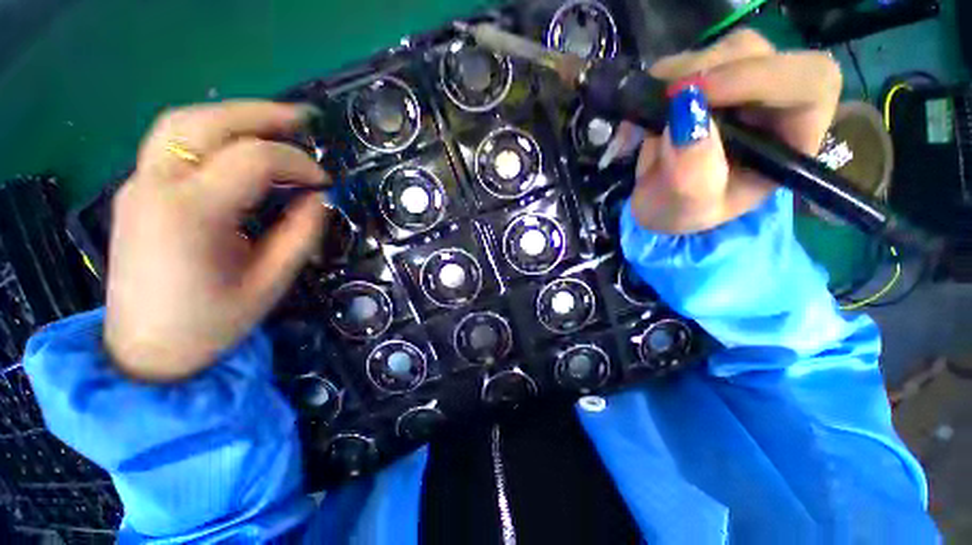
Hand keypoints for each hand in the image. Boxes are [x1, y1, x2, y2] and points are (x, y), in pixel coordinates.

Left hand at [105, 101, 328, 381]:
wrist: (146, 352)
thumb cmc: (212, 324)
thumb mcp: (271, 281)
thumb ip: (301, 233)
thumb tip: (319, 198)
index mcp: (191, 215)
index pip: (253, 160)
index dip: (298, 163)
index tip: (325, 182)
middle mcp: (155, 186)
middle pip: (208, 122)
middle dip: (263, 115)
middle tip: (304, 121)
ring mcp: (138, 184)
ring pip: (182, 121)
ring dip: (233, 114)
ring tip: (274, 123)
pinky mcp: (137, 191)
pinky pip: (171, 141)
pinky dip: (210, 131)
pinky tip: (237, 145)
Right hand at [622, 29, 841, 233]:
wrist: (660, 204)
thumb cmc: (686, 211)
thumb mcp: (690, 205)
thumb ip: (693, 170)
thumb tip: (684, 115)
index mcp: (793, 135)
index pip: (807, 81)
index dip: (759, 77)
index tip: (699, 95)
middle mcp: (774, 99)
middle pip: (758, 53)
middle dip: (707, 72)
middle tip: (662, 102)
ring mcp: (739, 83)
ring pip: (720, 50)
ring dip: (676, 76)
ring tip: (647, 115)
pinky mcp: (706, 78)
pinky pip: (686, 60)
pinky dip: (658, 80)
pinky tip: (644, 110)